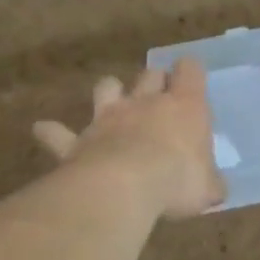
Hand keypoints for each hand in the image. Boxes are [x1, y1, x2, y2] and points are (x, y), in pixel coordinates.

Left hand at [33, 60, 225, 218]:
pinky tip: (44, 130)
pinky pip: (59, 132)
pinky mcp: (79, 140)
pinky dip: (52, 132)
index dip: (190, 72)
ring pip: (106, 87)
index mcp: (185, 106)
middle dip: (154, 80)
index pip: (191, 70)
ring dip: (109, 92)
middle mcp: (146, 102)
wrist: (124, 186)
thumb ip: (210, 183)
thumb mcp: (208, 188)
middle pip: (149, 74)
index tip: (192, 81)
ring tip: (111, 104)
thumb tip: (215, 189)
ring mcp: (108, 117)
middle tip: (158, 96)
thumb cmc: (178, 180)